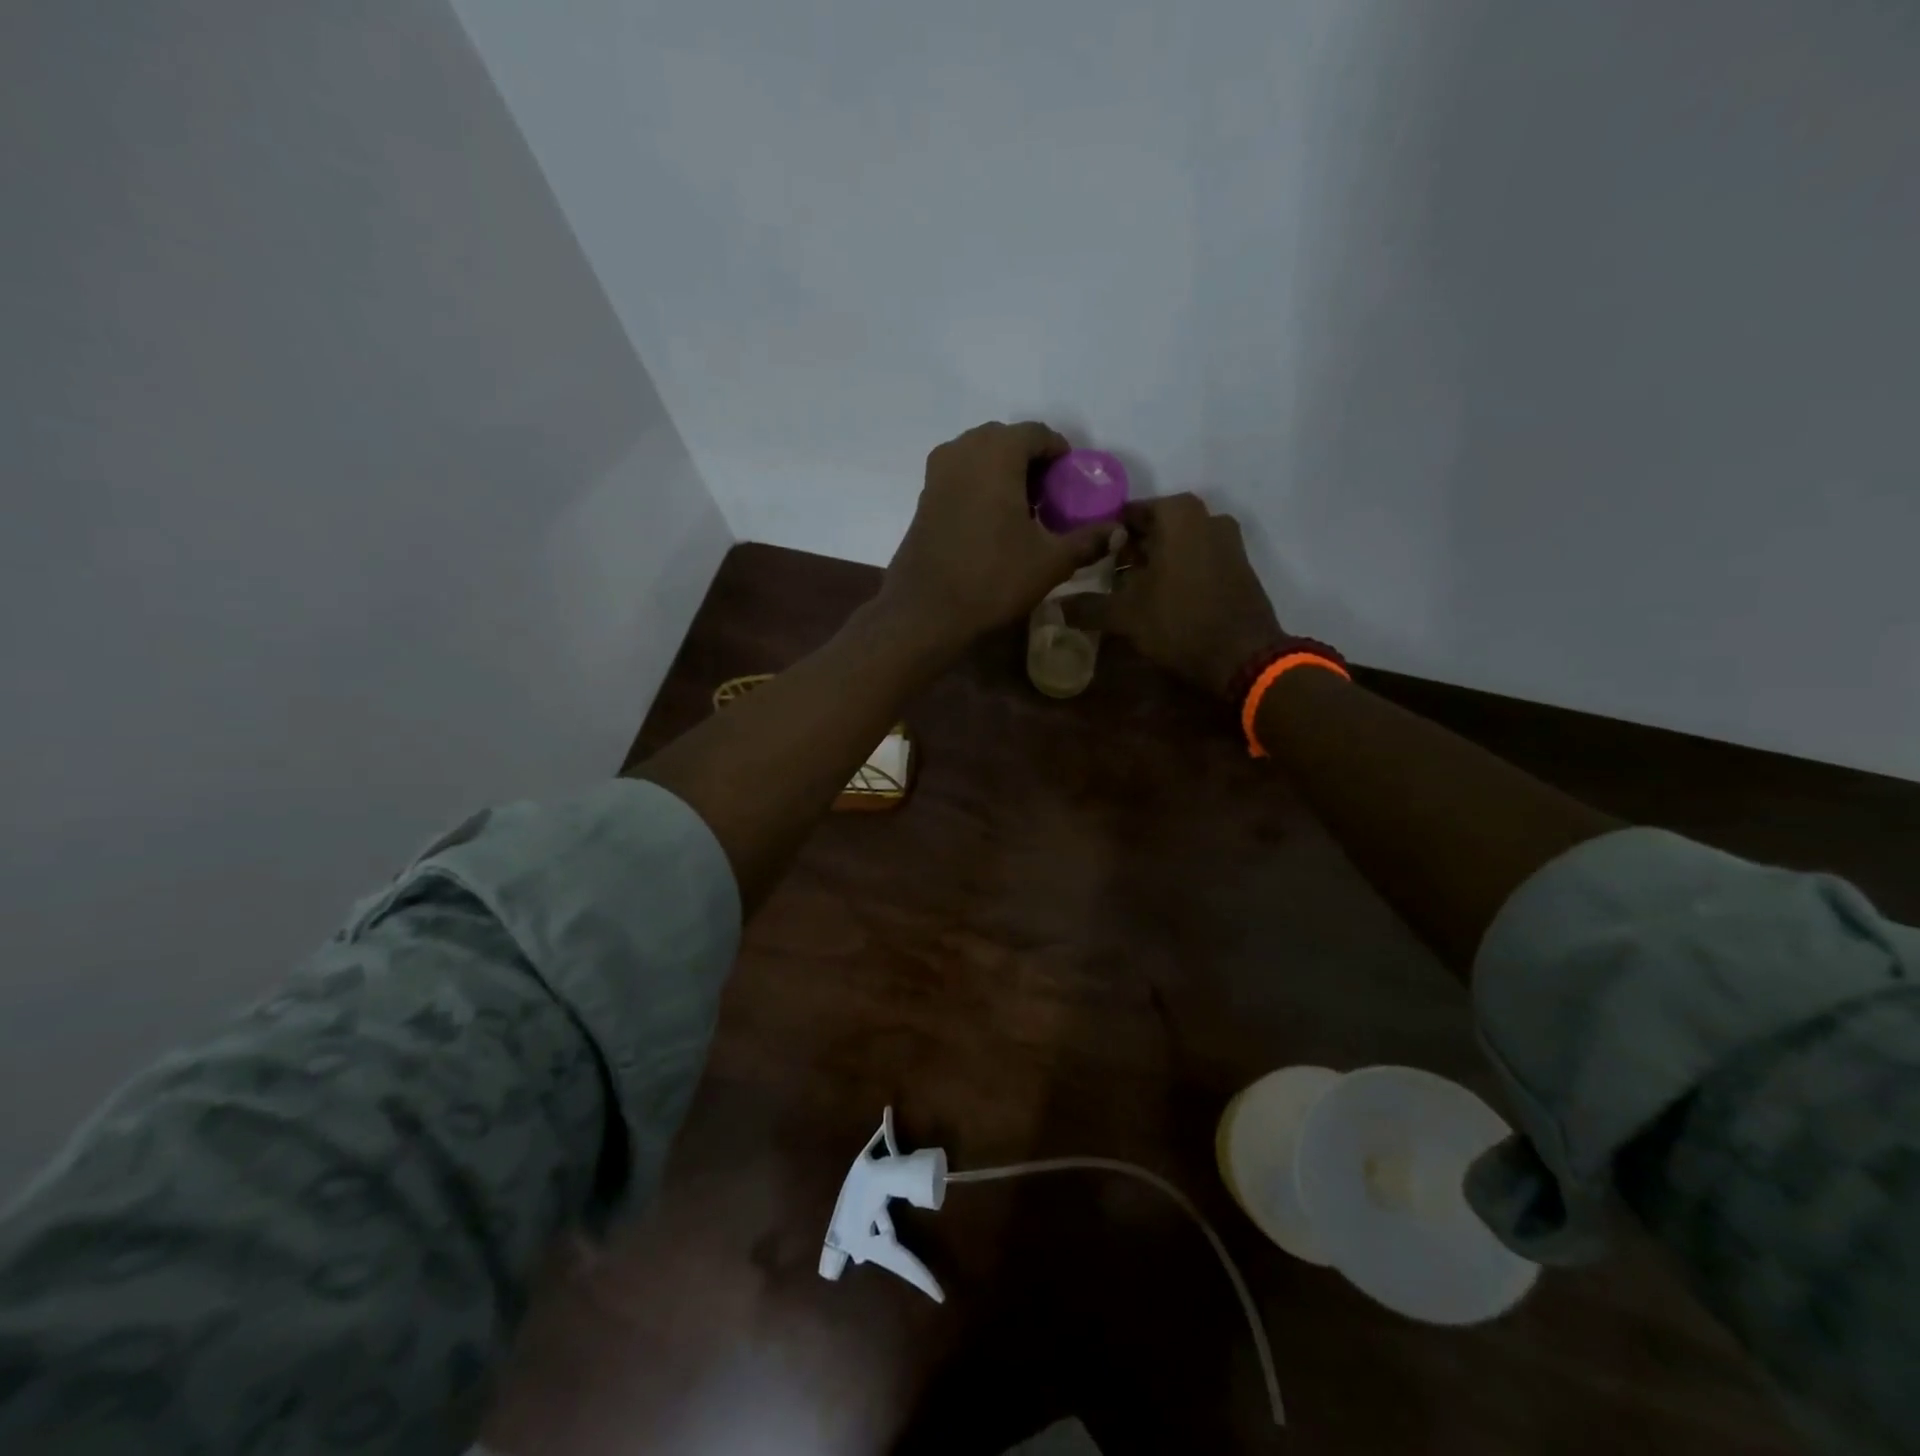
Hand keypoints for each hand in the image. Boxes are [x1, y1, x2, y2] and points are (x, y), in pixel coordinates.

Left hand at [880, 421, 1112, 644]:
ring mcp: (937, 472)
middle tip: (1050, 496)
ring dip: (1004, 473)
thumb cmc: (992, 579)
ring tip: (1023, 511)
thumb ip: (1087, 540)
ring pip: (979, 456)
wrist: (926, 611)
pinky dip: (980, 486)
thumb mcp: (1049, 561)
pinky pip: (960, 476)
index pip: (1037, 433)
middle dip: (1031, 462)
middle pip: (1006, 440)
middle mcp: (963, 450)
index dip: (1060, 454)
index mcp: (997, 452)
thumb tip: (1119, 531)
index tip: (1073, 482)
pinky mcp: (923, 497)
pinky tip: (993, 523)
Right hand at [1107, 493, 1283, 699]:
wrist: (1243, 656)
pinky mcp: (1238, 564)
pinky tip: (1162, 599)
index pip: (1126, 514)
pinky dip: (1178, 571)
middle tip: (1105, 578)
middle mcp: (1206, 515)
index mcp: (1177, 514)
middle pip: (1154, 528)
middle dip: (1129, 550)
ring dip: (1154, 562)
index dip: (1104, 538)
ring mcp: (1227, 539)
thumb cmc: (1180, 623)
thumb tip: (1055, 606)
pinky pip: (1197, 557)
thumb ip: (1087, 606)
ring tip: (1130, 591)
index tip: (1088, 561)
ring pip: (1177, 543)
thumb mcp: (1125, 616)